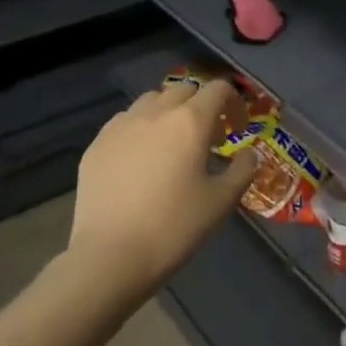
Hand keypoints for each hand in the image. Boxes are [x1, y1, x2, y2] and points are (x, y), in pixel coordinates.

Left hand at [70, 80, 256, 298]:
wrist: (110, 256)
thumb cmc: (174, 227)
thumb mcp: (221, 202)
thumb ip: (242, 170)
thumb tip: (248, 153)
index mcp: (190, 122)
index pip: (217, 89)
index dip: (233, 102)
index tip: (237, 127)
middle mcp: (155, 113)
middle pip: (183, 90)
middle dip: (200, 105)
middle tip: (207, 137)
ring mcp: (121, 126)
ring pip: (150, 101)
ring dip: (168, 112)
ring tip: (171, 143)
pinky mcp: (96, 144)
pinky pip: (124, 122)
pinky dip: (140, 129)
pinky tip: (139, 159)